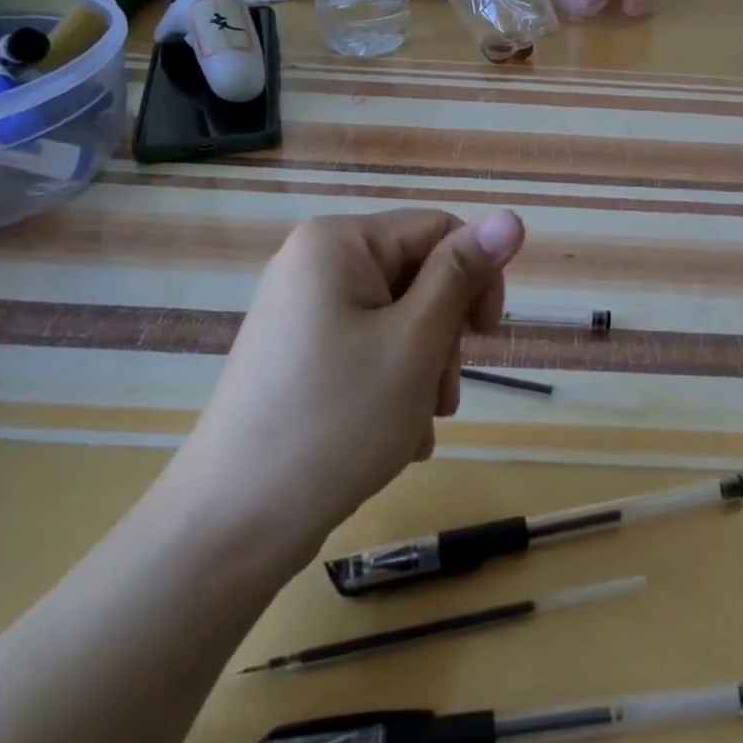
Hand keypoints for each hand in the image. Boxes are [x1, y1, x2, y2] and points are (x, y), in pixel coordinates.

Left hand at [158, 208, 525, 568]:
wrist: (232, 527)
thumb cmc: (336, 421)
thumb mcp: (416, 341)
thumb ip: (463, 273)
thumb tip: (511, 216)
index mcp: (339, 242)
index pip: (440, 229)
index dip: (477, 275)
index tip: (486, 337)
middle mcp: (316, 263)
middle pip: (418, 274)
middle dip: (444, 334)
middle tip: (443, 395)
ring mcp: (303, 309)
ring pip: (399, 316)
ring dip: (424, 366)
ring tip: (418, 423)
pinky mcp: (298, 352)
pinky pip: (367, 345)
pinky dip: (392, 382)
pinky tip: (395, 433)